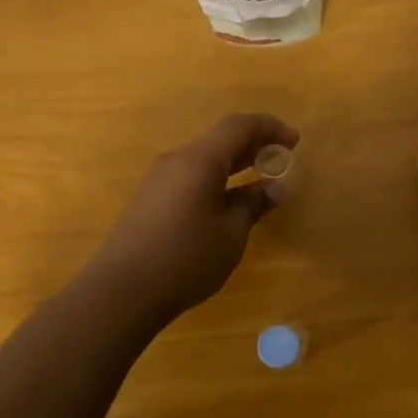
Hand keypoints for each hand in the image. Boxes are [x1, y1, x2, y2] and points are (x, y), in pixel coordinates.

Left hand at [84, 114, 297, 319]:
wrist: (122, 290)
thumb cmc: (186, 259)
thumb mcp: (231, 234)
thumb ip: (253, 204)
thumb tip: (274, 187)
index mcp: (199, 160)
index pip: (239, 127)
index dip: (269, 128)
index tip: (294, 141)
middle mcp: (176, 161)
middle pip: (219, 140)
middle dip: (253, 145)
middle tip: (281, 159)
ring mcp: (158, 180)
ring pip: (203, 159)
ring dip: (233, 164)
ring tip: (258, 180)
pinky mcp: (149, 200)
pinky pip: (189, 176)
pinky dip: (215, 179)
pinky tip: (227, 202)